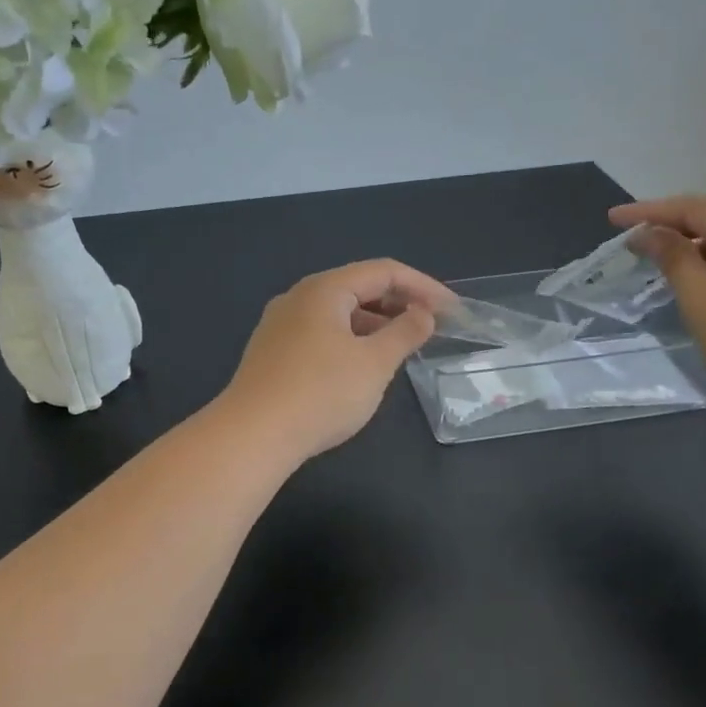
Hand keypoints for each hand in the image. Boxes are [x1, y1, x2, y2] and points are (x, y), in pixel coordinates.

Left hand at [217, 259, 455, 460]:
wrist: (252, 435)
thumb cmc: (321, 393)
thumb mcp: (374, 363)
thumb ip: (404, 334)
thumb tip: (423, 315)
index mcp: (324, 289)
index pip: (383, 271)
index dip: (423, 286)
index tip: (452, 310)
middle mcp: (298, 298)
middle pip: (357, 287)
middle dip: (398, 303)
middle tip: (430, 327)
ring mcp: (280, 325)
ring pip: (338, 313)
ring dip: (374, 324)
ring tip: (401, 347)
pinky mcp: (272, 353)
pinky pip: (320, 334)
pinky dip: (350, 340)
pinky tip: (362, 366)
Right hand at [610, 195, 705, 416]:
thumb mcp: (701, 299)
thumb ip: (673, 259)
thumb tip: (647, 234)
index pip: (697, 208)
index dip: (651, 211)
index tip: (613, 218)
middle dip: (674, 227)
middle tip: (634, 241)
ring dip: (697, 248)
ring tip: (662, 263)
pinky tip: (702, 284)